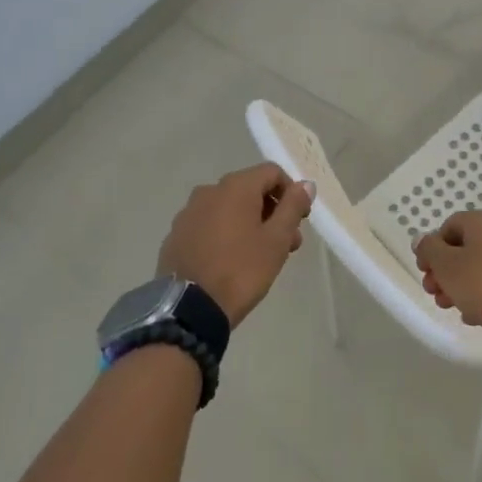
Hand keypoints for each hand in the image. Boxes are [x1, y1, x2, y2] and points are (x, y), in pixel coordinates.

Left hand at [157, 163, 314, 326]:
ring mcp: (188, 213)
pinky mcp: (176, 235)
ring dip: (250, 223)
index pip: (272, 173)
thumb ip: (293, 207)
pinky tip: (231, 261)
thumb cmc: (241, 270)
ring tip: (260, 256)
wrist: (188, 309)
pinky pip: (209, 224)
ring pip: (228, 208)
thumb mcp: (276, 240)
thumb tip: (305, 184)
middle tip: (287, 244)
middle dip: (272, 211)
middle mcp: (208, 191)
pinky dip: (225, 234)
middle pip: (250, 189)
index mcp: (235, 187)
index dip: (292, 192)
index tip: (301, 220)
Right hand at [413, 211, 481, 323]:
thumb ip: (428, 249)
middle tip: (433, 293)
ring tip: (450, 307)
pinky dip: (481, 293)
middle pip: (463, 248)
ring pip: (479, 266)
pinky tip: (473, 314)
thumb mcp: (444, 264)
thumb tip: (422, 239)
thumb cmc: (478, 281)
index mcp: (481, 220)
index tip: (424, 271)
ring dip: (459, 285)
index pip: (448, 227)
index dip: (431, 249)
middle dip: (444, 272)